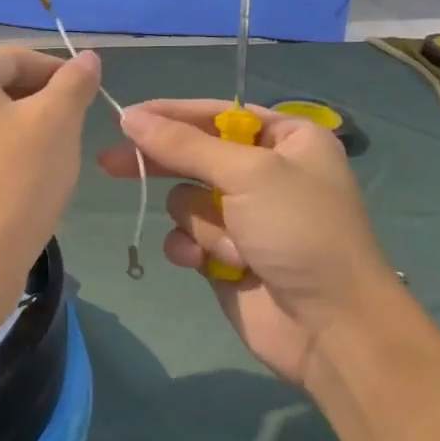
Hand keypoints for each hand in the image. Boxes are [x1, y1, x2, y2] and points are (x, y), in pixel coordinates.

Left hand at [0, 46, 100, 278]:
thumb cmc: (17, 177)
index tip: (90, 95)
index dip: (60, 71)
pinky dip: (5, 152)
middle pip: (0, 86)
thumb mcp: (58, 121)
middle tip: (75, 125)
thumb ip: (74, 82)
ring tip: (56, 153)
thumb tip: (88, 58)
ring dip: (27, 127)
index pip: (17, 58)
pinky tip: (28, 177)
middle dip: (42, 101)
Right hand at [98, 101, 401, 387]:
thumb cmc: (301, 232)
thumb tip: (129, 116)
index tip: (126, 116)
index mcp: (287, 139)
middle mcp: (265, 173)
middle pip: (194, 155)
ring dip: (203, 224)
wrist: (330, 326)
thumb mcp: (248, 174)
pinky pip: (186, 237)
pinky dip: (193, 249)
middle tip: (110, 162)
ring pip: (186, 201)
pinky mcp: (224, 254)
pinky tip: (208, 264)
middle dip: (162, 163)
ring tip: (236, 247)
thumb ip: (185, 144)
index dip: (171, 114)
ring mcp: (243, 216)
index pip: (218, 114)